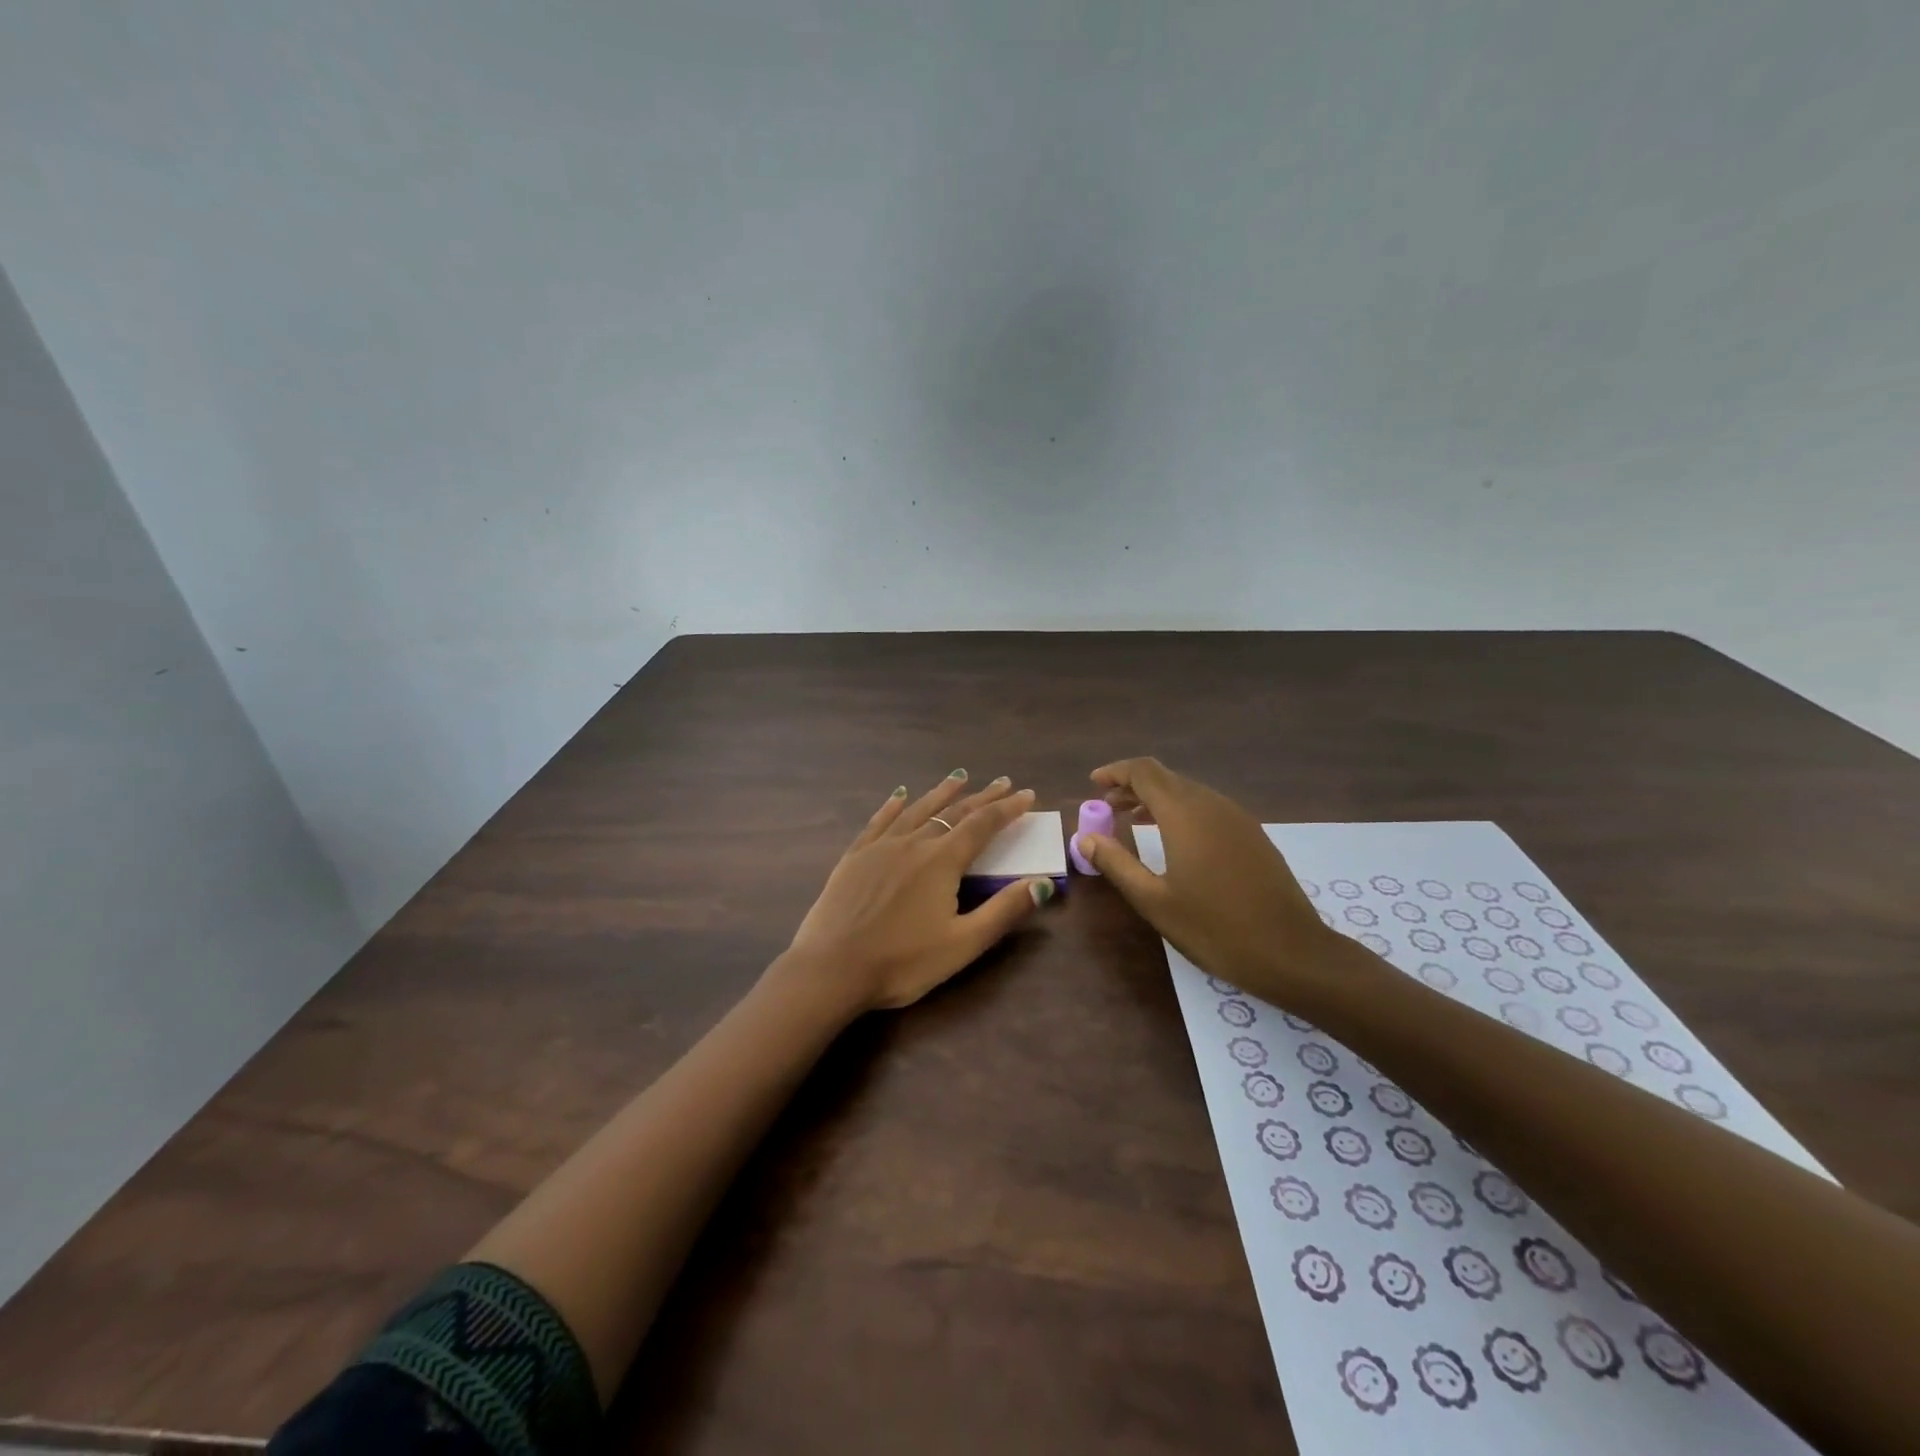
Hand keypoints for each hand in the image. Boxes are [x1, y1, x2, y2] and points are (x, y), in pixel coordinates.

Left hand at [778, 771, 1055, 1014]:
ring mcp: (880, 847)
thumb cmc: (902, 962)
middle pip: (953, 812)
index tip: (1026, 794)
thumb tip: (1043, 882)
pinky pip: (879, 821)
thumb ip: (1004, 911)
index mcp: (941, 861)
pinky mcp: (854, 857)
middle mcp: (913, 843)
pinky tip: (900, 795)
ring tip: (959, 777)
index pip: (982, 825)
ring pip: (917, 809)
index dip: (1007, 809)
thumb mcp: (962, 944)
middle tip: (1002, 782)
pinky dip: (894, 805)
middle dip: (982, 797)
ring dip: (941, 792)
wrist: (831, 969)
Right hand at [1074, 757, 1360, 1004]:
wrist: (1293, 952)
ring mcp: (1237, 818)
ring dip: (1156, 799)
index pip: (1144, 772)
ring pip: (1188, 791)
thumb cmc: (1216, 928)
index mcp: (1185, 814)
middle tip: (1106, 807)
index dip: (1116, 772)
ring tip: (1132, 821)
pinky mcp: (1252, 834)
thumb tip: (1085, 837)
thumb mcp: (1155, 901)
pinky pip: (1207, 807)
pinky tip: (1172, 839)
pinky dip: (1180, 811)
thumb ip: (1117, 863)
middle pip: (1166, 778)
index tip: (1093, 785)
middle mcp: (1212, 805)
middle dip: (1132, 786)